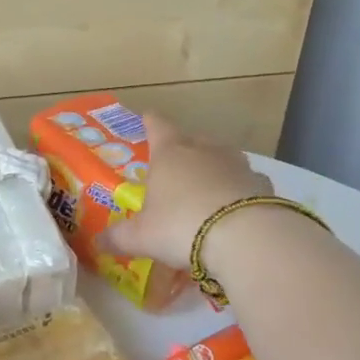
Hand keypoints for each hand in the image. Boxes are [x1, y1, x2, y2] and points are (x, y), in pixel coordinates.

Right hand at [100, 114, 271, 266]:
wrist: (245, 237)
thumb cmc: (181, 226)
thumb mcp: (142, 237)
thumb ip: (119, 238)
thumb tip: (98, 242)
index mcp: (170, 153)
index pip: (157, 126)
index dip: (150, 122)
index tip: (147, 117)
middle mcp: (204, 150)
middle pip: (192, 139)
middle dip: (183, 148)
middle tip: (174, 163)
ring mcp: (237, 164)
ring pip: (222, 157)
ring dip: (213, 168)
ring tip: (206, 186)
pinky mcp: (262, 185)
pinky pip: (245, 182)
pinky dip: (238, 190)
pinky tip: (234, 207)